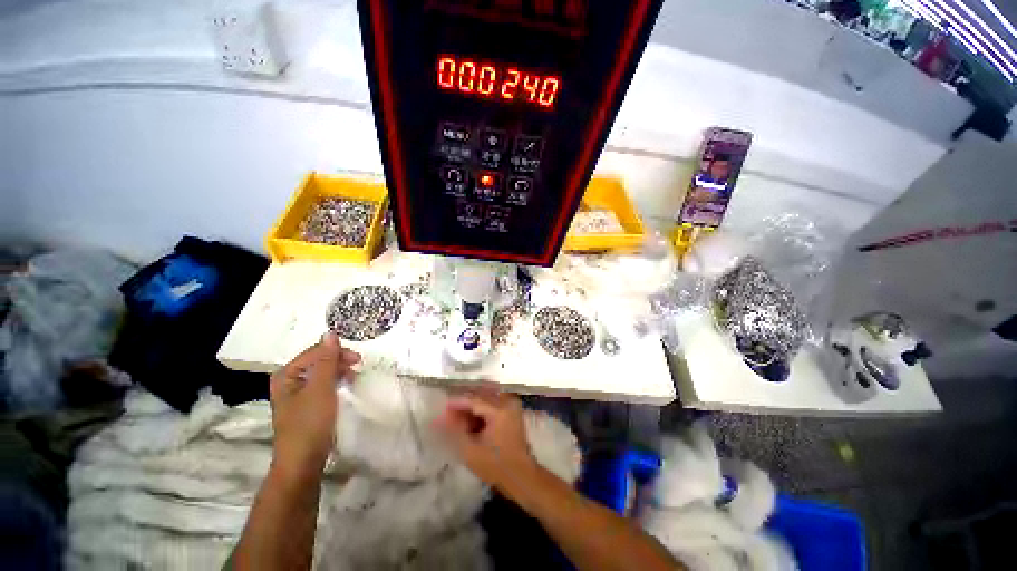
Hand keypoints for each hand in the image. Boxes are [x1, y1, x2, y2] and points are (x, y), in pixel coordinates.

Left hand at [269, 333, 359, 479]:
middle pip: (318, 362)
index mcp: (286, 375)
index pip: (314, 352)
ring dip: (339, 372)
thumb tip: (330, 333)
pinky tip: (345, 388)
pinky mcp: (306, 407)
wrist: (302, 463)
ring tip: (354, 378)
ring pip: (322, 374)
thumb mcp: (321, 388)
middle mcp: (289, 382)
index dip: (336, 352)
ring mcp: (297, 395)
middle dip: (339, 362)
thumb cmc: (309, 422)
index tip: (358, 359)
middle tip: (358, 367)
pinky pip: (323, 386)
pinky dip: (336, 384)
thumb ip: (327, 360)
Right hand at [436, 391, 536, 492]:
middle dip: (463, 404)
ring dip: (471, 407)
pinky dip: (480, 410)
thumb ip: (454, 431)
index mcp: (499, 409)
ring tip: (456, 419)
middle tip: (447, 415)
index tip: (441, 409)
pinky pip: (492, 404)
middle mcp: (507, 401)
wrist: (521, 477)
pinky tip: (470, 421)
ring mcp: (511, 405)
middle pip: (479, 396)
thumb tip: (438, 418)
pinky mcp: (512, 411)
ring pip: (485, 399)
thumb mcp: (470, 450)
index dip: (456, 403)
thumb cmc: (495, 466)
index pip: (473, 399)